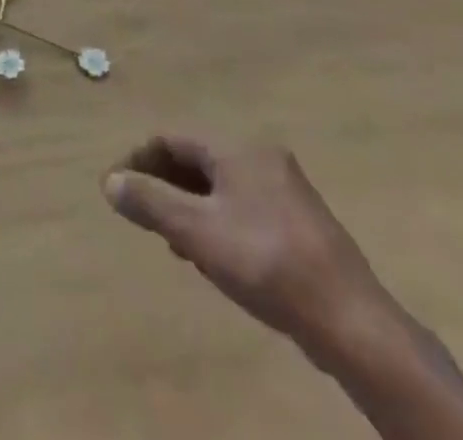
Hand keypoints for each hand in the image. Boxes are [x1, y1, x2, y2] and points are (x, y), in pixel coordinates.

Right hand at [103, 138, 393, 363]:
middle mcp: (262, 157)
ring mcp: (286, 189)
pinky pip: (244, 207)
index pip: (173, 140)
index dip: (139, 161)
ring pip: (221, 186)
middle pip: (198, 160)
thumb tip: (111, 181)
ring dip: (190, 206)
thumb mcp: (197, 232)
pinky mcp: (301, 223)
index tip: (116, 189)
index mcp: (237, 148)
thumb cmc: (265, 264)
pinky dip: (218, 220)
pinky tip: (214, 256)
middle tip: (141, 216)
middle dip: (164, 184)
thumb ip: (151, 202)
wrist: (351, 321)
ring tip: (172, 241)